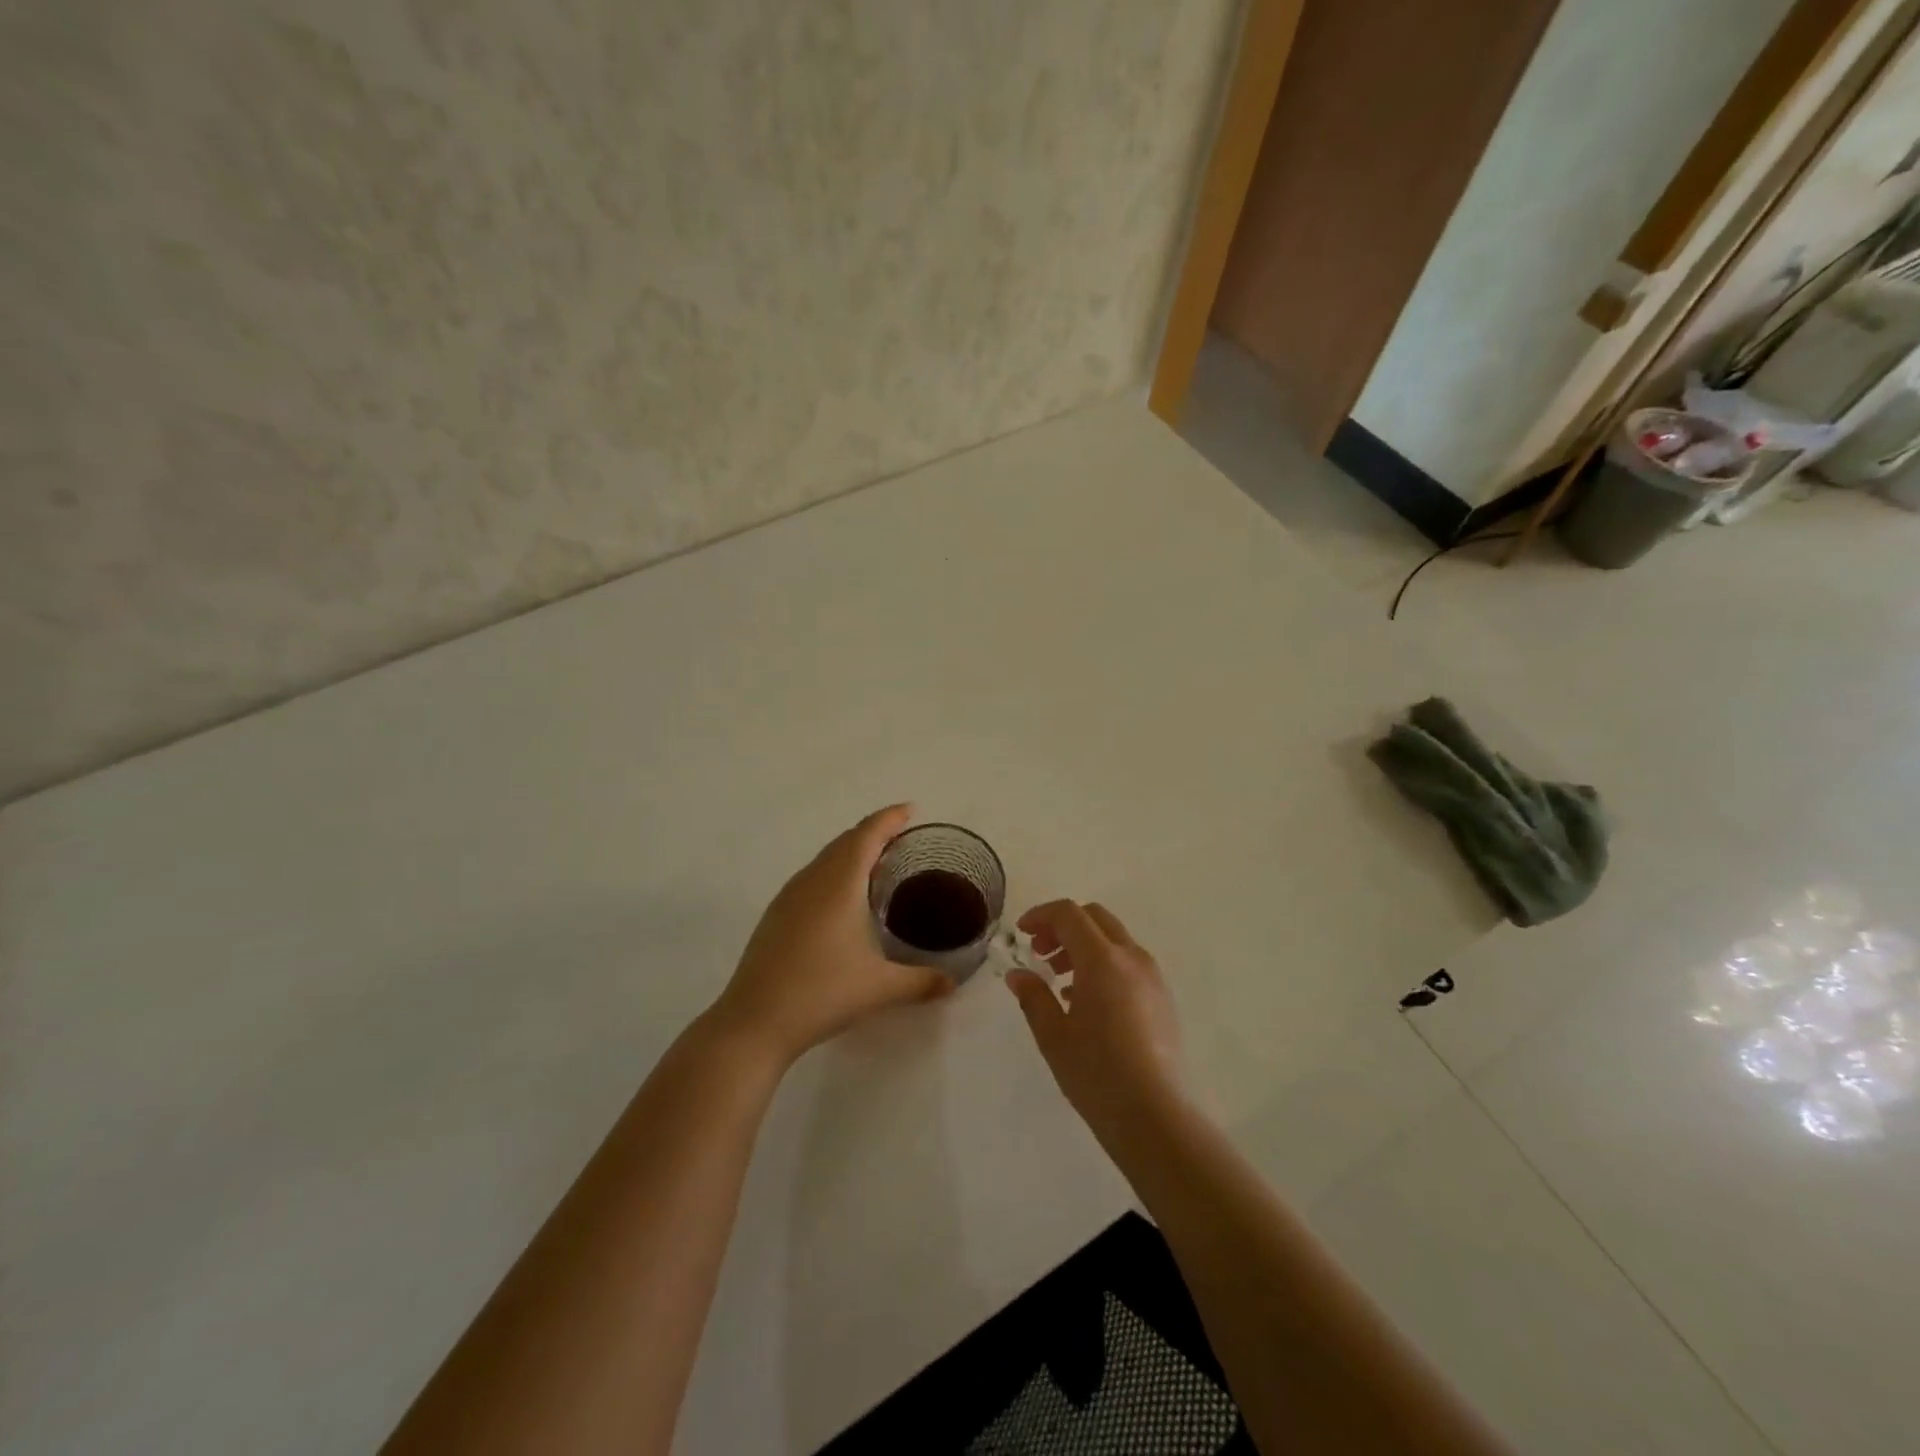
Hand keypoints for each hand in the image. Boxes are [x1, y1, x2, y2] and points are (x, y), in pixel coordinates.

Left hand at [708, 805, 949, 1066]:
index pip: (867, 835)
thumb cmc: (821, 994)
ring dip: (851, 851)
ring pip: (825, 858)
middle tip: (901, 837)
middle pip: (845, 841)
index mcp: (839, 884)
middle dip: (873, 832)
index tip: (910, 810)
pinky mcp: (776, 914)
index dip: (889, 818)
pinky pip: (811, 876)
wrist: (754, 1021)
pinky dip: (834, 871)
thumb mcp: (880, 988)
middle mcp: (812, 880)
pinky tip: (842, 898)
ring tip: (877, 863)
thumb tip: (952, 983)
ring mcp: (789, 896)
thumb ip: (921, 982)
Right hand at [1007, 900, 1186, 1143]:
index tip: (1021, 933)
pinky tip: (1086, 1000)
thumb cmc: (1097, 1073)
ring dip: (1083, 945)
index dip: (1041, 915)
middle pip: (1095, 918)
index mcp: (1103, 959)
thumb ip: (1033, 996)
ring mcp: (1152, 977)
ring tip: (1059, 979)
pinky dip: (1103, 963)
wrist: (1155, 1116)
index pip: (1069, 914)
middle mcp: (1131, 958)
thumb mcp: (1053, 1035)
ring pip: (1113, 939)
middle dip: (1063, 926)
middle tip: (1040, 952)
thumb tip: (1018, 975)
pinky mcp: (1162, 998)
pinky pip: (1128, 962)